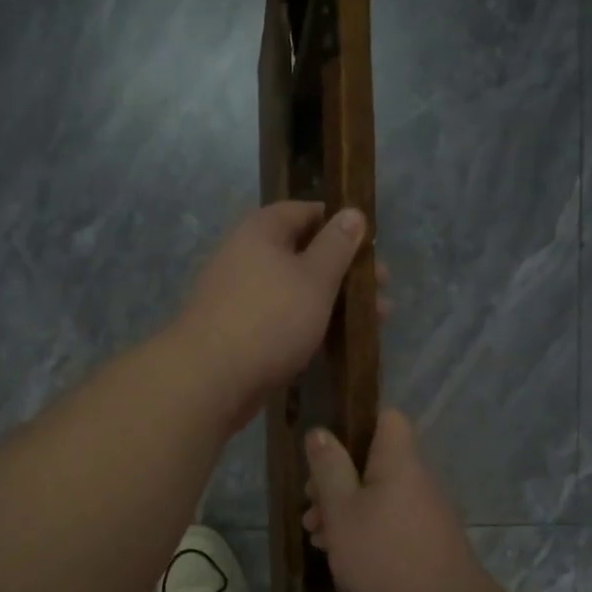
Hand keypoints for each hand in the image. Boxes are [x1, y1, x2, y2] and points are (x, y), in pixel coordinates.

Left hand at [173, 201, 368, 428]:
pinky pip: (282, 319)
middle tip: (382, 288)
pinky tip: (336, 341)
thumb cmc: (270, 319)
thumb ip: (337, 246)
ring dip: (333, 301)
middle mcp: (246, 257)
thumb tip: (352, 212)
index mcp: (261, 231)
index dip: (340, 223)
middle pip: (303, 253)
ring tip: (374, 320)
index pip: (305, 212)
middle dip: (344, 270)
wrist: (210, 379)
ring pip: (295, 290)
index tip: (372, 244)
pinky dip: (310, 324)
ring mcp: (240, 296)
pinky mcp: (240, 332)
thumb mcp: (314, 278)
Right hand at [302, 409, 490, 591]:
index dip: (355, 423)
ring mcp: (424, 513)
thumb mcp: (341, 511)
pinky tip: (340, 556)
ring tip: (316, 536)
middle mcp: (416, 480)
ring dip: (344, 509)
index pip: (387, 417)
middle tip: (310, 506)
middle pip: (374, 460)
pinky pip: (388, 521)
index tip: (324, 450)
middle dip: (336, 478)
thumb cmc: (384, 559)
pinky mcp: (425, 543)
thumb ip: (328, 469)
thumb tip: (320, 432)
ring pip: (376, 494)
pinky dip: (363, 530)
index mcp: (399, 462)